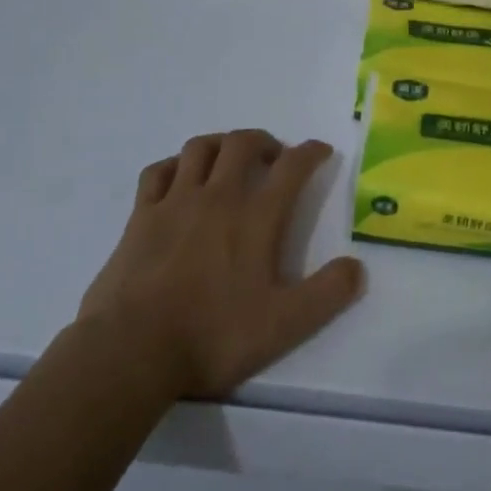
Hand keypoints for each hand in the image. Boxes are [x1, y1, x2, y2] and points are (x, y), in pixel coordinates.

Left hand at [76, 130, 364, 399]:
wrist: (132, 350)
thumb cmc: (213, 336)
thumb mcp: (284, 325)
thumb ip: (327, 294)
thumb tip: (357, 267)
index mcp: (255, 217)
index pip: (291, 167)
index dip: (311, 152)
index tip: (320, 150)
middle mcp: (217, 197)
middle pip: (242, 143)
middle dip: (265, 141)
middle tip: (274, 157)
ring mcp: (174, 202)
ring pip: (200, 148)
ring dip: (221, 144)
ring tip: (230, 159)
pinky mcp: (140, 216)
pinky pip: (158, 171)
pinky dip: (175, 165)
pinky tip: (180, 178)